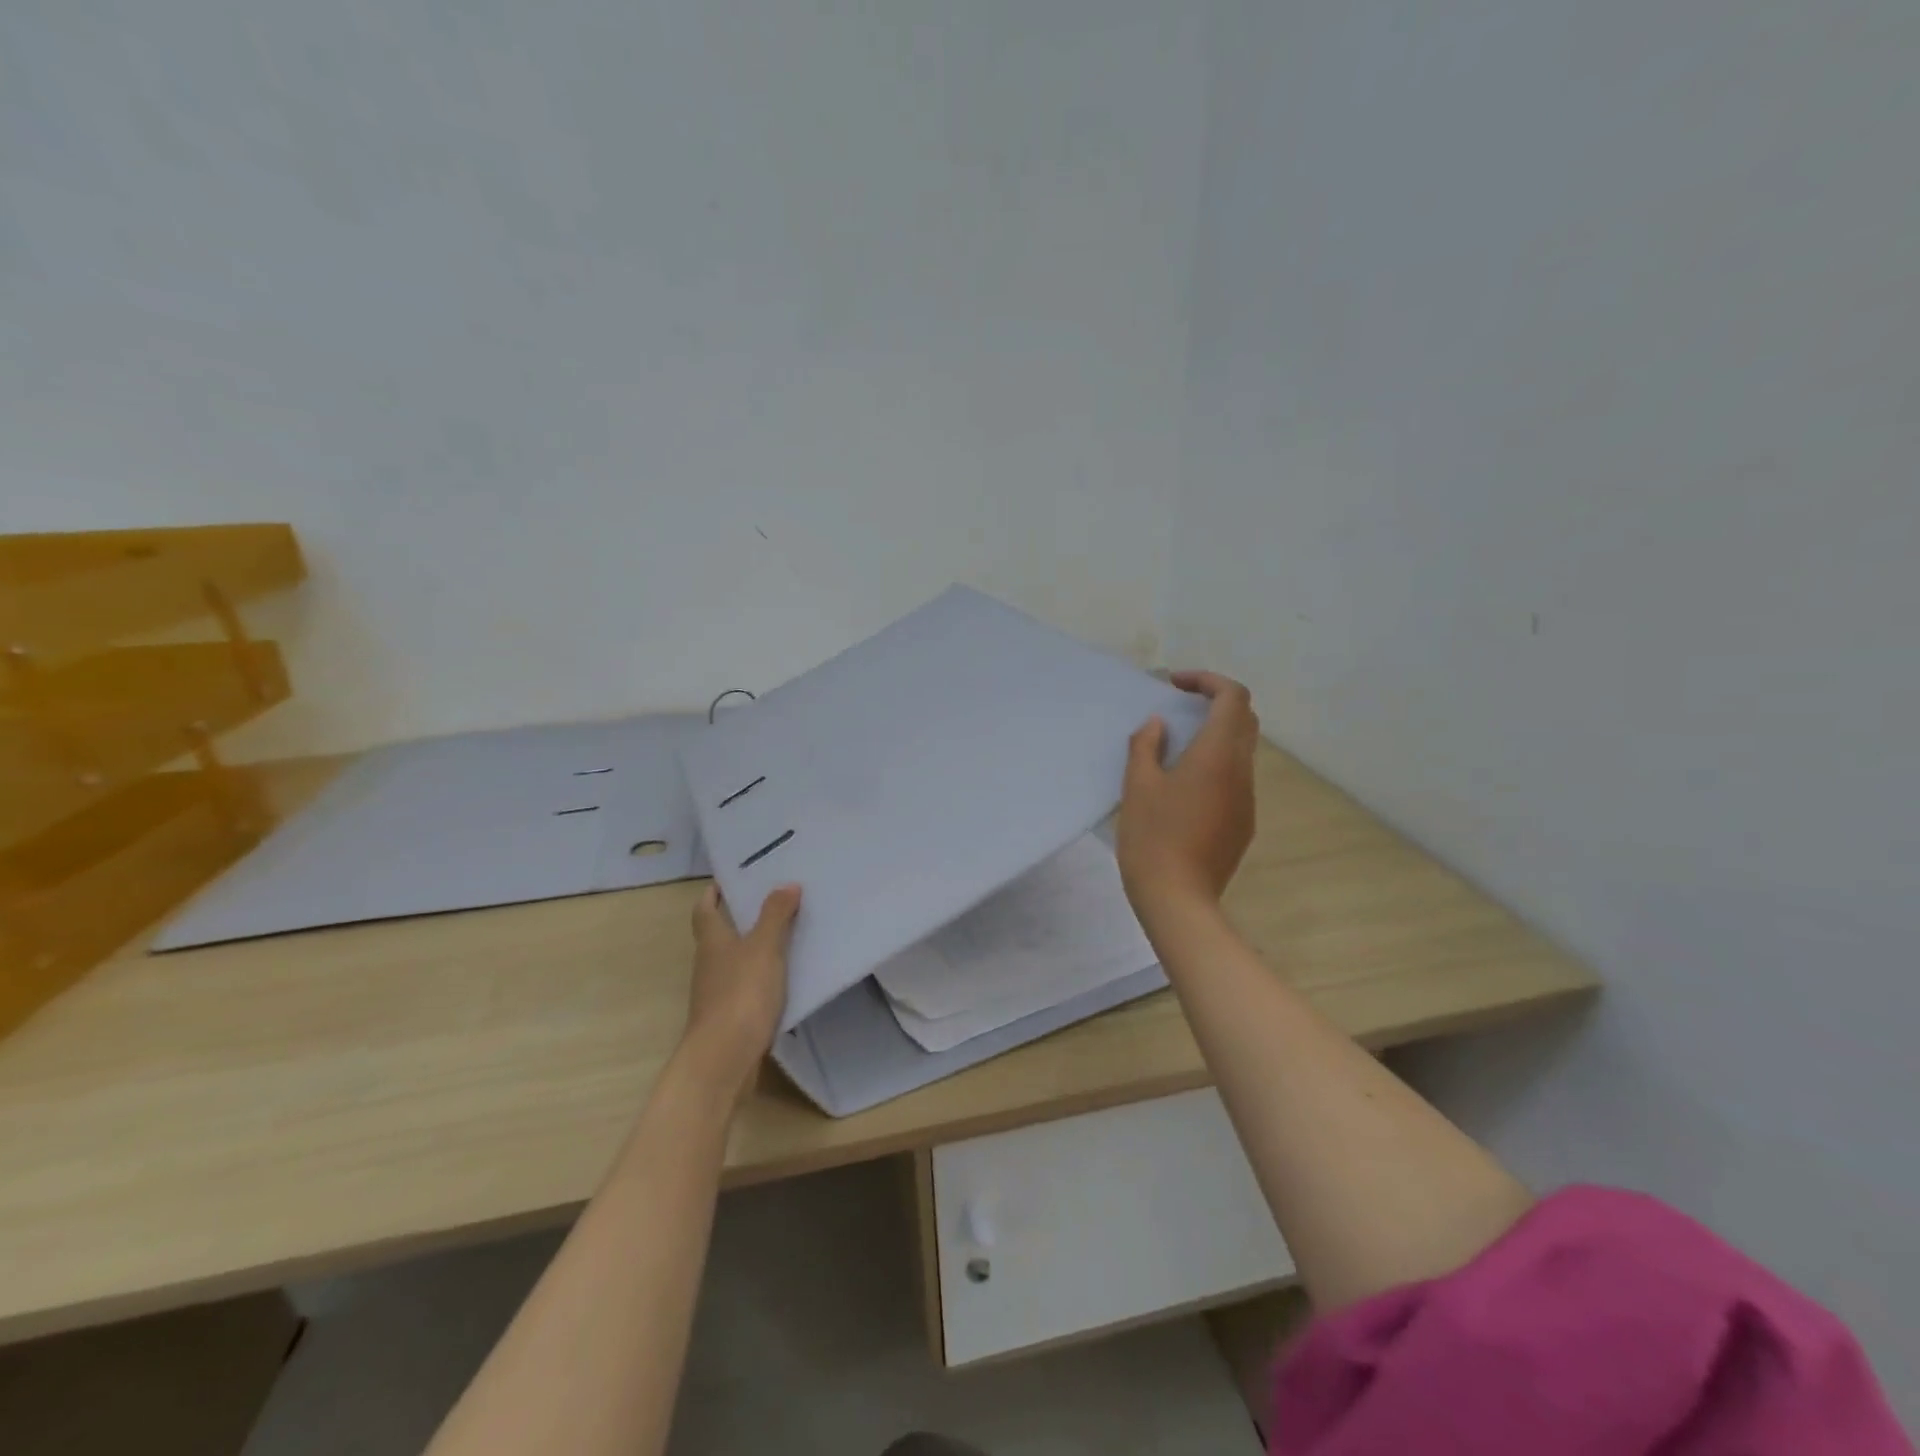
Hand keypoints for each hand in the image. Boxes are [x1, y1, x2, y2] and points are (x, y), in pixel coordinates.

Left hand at [683, 882, 801, 1096]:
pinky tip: (788, 976)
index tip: (730, 880)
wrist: (724, 1059)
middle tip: (773, 900)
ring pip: (735, 961)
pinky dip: (764, 976)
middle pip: (720, 934)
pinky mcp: (731, 1017)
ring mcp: (718, 993)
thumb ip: (775, 915)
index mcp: (712, 941)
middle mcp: (709, 964)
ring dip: (755, 947)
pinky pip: (748, 986)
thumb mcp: (764, 948)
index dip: (713, 893)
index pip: (705, 909)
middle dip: (740, 917)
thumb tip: (786, 884)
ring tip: (789, 934)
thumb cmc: (741, 994)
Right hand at [1117, 671, 1258, 919]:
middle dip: (1215, 703)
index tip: (1175, 684)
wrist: (1178, 899)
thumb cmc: (1152, 837)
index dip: (1208, 681)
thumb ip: (1147, 745)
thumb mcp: (1138, 786)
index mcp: (1217, 755)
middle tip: (1180, 708)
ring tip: (1177, 747)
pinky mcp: (1243, 823)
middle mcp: (1241, 772)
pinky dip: (1216, 764)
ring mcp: (1246, 800)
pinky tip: (1185, 786)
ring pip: (1241, 750)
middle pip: (1244, 720)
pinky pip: (1235, 779)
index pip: (1233, 698)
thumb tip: (1160, 724)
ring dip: (1215, 735)